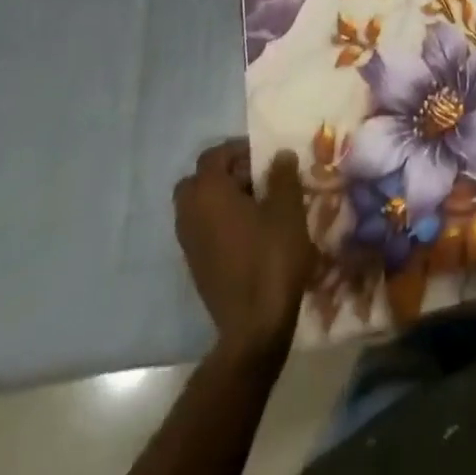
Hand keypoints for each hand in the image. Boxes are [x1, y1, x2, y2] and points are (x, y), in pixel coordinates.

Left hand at [174, 141, 316, 353]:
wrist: (254, 325)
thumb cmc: (271, 256)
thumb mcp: (287, 208)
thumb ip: (282, 174)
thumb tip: (279, 155)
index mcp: (208, 193)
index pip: (213, 155)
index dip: (239, 149)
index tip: (265, 156)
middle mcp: (190, 214)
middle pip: (199, 180)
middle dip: (225, 174)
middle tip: (257, 178)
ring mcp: (189, 244)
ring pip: (199, 206)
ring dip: (223, 199)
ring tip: (259, 205)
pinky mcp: (195, 266)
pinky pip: (203, 229)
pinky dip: (220, 222)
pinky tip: (251, 233)